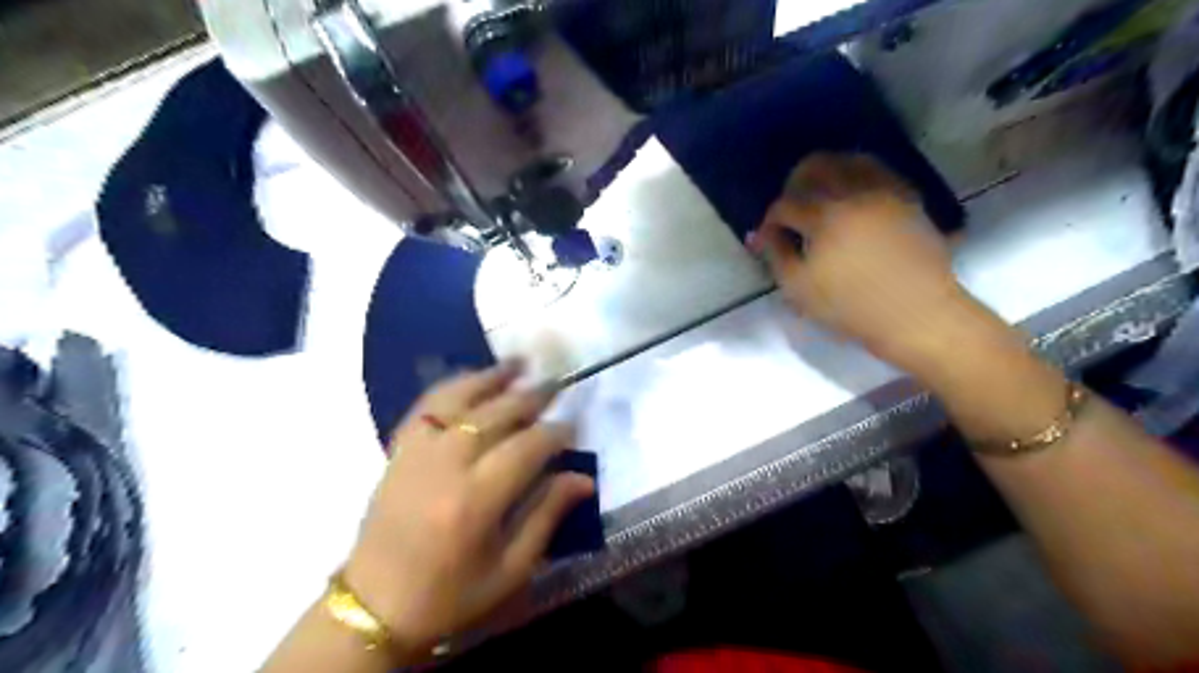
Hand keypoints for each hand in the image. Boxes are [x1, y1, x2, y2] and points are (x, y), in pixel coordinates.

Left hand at [343, 363, 592, 656]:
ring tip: (519, 363)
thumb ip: (547, 515)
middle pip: (496, 414)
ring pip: (460, 399)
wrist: (374, 605)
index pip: (527, 447)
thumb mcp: (510, 569)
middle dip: (531, 396)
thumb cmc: (450, 595)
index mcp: (477, 500)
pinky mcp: (399, 449)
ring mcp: (417, 451)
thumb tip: (584, 478)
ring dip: (492, 377)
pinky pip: (427, 405)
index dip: (555, 433)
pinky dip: (453, 386)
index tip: (573, 427)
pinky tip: (471, 378)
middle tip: (556, 384)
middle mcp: (446, 464)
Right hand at [753, 153, 976, 368]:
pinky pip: (879, 173)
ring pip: (851, 160)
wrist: (918, 316)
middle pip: (817, 165)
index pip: (785, 204)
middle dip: (795, 183)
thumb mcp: (799, 289)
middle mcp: (856, 193)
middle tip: (789, 208)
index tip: (765, 239)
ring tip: (820, 199)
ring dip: (828, 174)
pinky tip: (853, 200)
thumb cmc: (852, 307)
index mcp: (825, 216)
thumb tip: (762, 234)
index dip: (769, 220)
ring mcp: (886, 192)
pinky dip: (859, 178)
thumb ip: (777, 255)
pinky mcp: (909, 200)